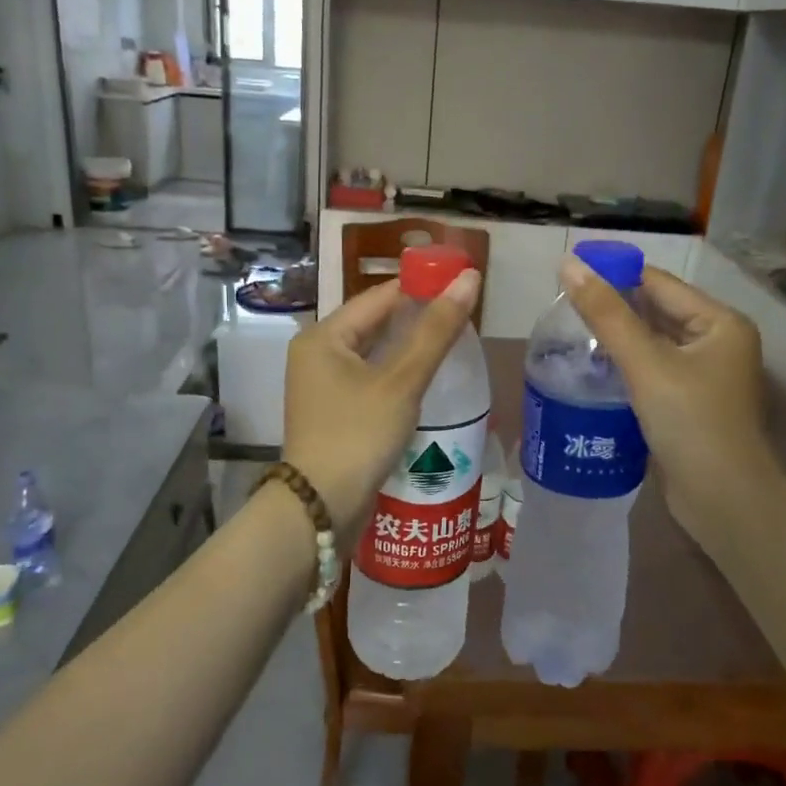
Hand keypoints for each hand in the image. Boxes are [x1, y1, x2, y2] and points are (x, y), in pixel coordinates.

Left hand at [283, 271, 482, 531]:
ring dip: (408, 348)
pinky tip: (426, 379)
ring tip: (452, 342)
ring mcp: (322, 386)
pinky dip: (396, 374)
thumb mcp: (402, 381)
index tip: (461, 284)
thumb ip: (436, 331)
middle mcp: (316, 354)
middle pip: (374, 324)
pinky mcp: (333, 412)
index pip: (379, 297)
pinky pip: (369, 379)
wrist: (321, 507)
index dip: (420, 286)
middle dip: (416, 318)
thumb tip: (469, 278)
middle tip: (463, 314)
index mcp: (323, 336)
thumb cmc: (359, 435)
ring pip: (373, 353)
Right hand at [556, 257, 780, 540]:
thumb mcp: (646, 363)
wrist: (723, 500)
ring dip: (616, 340)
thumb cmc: (691, 423)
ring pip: (652, 344)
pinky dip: (625, 368)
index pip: (659, 283)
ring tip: (568, 336)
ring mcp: (704, 376)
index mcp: (720, 322)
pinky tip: (592, 371)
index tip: (568, 276)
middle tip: (561, 309)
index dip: (614, 275)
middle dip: (613, 310)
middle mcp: (717, 343)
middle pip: (656, 312)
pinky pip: (652, 372)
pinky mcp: (689, 404)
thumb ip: (606, 314)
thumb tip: (568, 265)